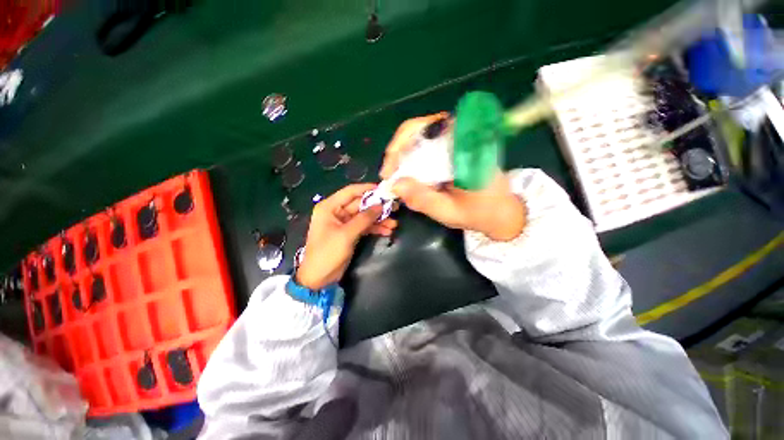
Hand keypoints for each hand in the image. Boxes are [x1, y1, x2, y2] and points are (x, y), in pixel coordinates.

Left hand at [296, 184, 397, 289]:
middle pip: (360, 204)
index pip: (350, 192)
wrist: (319, 278)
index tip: (384, 189)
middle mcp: (336, 212)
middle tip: (395, 207)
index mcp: (330, 207)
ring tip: (394, 223)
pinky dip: (375, 228)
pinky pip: (364, 226)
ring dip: (379, 220)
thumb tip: (381, 205)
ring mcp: (344, 223)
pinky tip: (387, 231)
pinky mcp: (350, 233)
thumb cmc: (327, 253)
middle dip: (377, 208)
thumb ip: (364, 219)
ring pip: (364, 216)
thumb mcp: (346, 234)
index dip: (367, 189)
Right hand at [381, 114, 525, 240]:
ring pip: (421, 136)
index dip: (402, 144)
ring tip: (395, 175)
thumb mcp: (449, 212)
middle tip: (389, 174)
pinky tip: (407, 174)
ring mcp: (457, 141)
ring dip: (403, 154)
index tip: (390, 170)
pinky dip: (412, 158)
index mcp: (464, 147)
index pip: (427, 128)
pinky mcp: (453, 150)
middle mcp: (461, 137)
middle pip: (420, 128)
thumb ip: (423, 199)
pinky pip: (426, 147)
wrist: (501, 212)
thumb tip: (394, 185)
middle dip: (398, 150)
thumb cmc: (479, 213)